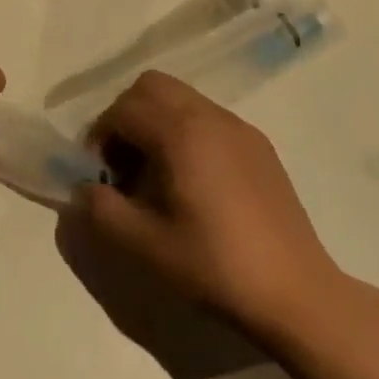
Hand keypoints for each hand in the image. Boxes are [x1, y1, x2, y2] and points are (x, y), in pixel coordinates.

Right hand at [75, 71, 339, 339]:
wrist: (295, 292)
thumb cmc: (215, 265)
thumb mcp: (144, 245)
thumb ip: (101, 210)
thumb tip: (82, 189)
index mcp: (180, 132)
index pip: (123, 108)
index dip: (100, 136)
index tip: (99, 174)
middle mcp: (209, 115)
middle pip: (151, 86)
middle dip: (126, 115)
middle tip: (123, 163)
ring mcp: (239, 127)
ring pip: (181, 97)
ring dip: (156, 121)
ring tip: (155, 173)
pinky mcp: (259, 145)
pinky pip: (208, 117)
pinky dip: (185, 131)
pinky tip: (192, 182)